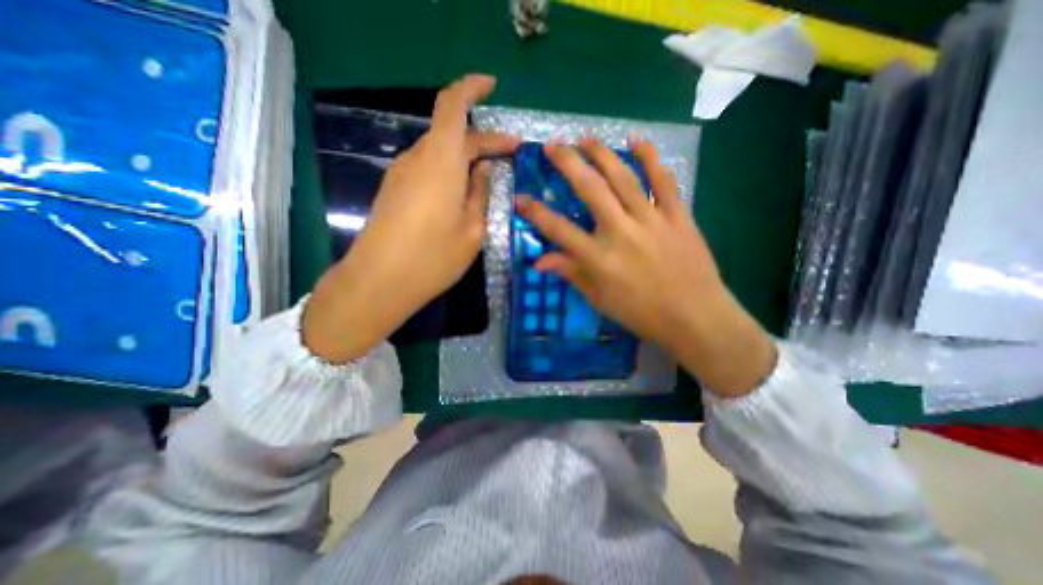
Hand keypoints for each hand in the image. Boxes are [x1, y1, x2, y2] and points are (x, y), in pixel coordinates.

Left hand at [305, 76, 519, 362]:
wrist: (380, 282)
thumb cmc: (433, 258)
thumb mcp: (472, 230)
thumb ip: (480, 194)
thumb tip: (485, 170)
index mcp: (441, 162)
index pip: (452, 105)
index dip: (471, 88)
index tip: (491, 85)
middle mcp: (418, 160)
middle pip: (452, 134)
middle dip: (484, 139)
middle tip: (511, 153)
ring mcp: (403, 175)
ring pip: (440, 153)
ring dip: (467, 157)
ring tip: (490, 176)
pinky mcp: (395, 191)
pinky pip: (428, 170)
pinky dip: (450, 172)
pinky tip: (463, 192)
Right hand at [519, 140, 772, 399]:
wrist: (694, 317)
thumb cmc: (641, 313)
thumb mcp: (598, 298)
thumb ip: (570, 273)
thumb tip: (539, 261)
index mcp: (599, 258)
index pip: (559, 229)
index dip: (536, 213)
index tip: (520, 198)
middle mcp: (621, 232)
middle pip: (590, 189)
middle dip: (568, 162)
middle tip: (553, 146)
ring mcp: (652, 220)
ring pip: (623, 177)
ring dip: (602, 154)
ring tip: (586, 138)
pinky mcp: (678, 216)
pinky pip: (664, 181)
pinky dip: (651, 158)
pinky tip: (637, 141)